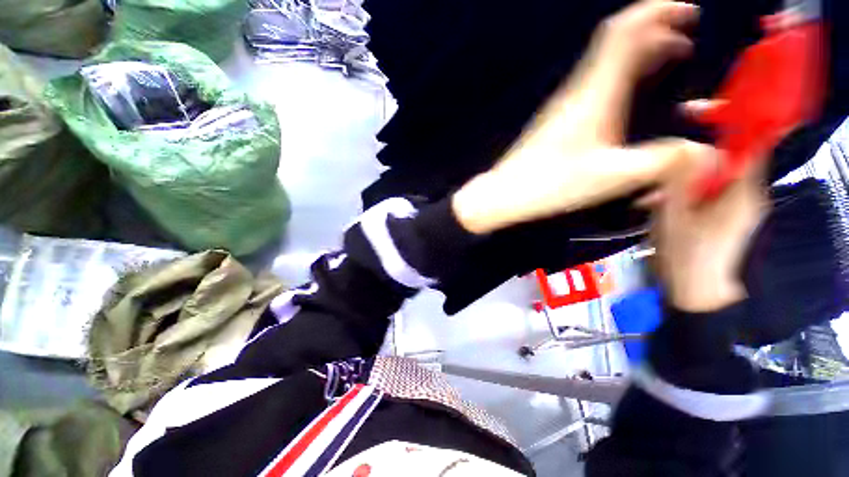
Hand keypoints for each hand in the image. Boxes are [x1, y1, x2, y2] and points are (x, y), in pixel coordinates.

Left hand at [452, 1, 699, 234]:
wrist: (504, 194)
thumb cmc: (551, 184)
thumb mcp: (612, 176)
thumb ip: (661, 162)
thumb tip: (701, 150)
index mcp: (594, 93)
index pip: (625, 30)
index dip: (658, 10)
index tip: (690, 12)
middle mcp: (578, 90)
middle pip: (617, 40)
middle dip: (656, 28)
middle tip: (687, 37)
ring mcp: (564, 105)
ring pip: (606, 61)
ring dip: (640, 52)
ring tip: (670, 57)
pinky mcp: (556, 120)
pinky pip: (595, 83)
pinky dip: (621, 75)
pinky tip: (630, 93)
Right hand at [650, 108, 768, 311]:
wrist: (696, 292)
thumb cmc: (685, 256)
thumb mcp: (675, 216)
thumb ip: (681, 182)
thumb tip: (685, 149)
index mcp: (742, 190)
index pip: (751, 138)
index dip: (729, 116)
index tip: (695, 110)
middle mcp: (747, 192)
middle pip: (725, 156)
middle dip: (689, 158)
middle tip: (657, 171)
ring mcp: (737, 204)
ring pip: (712, 174)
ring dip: (681, 179)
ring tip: (651, 199)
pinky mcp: (725, 214)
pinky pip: (707, 190)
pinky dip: (684, 192)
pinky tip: (659, 205)